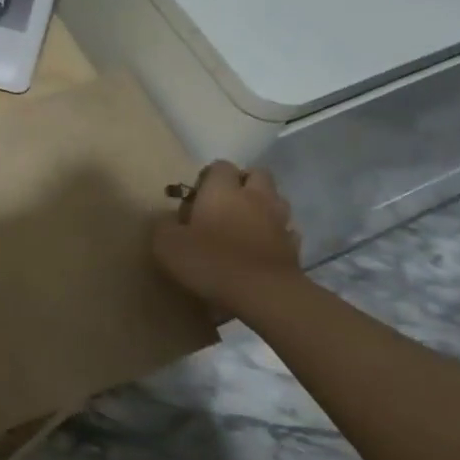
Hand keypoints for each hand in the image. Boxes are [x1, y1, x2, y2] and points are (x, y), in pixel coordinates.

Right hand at [152, 161, 303, 309]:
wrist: (263, 294)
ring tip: (246, 223)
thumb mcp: (167, 245)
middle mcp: (254, 197)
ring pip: (277, 199)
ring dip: (263, 205)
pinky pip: (287, 230)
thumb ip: (164, 226)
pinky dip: (277, 233)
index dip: (209, 176)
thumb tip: (170, 219)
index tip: (196, 196)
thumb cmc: (211, 262)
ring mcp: (279, 221)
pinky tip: (263, 246)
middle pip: (257, 174)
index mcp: (222, 191)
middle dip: (243, 182)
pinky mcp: (294, 246)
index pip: (220, 166)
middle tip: (225, 202)